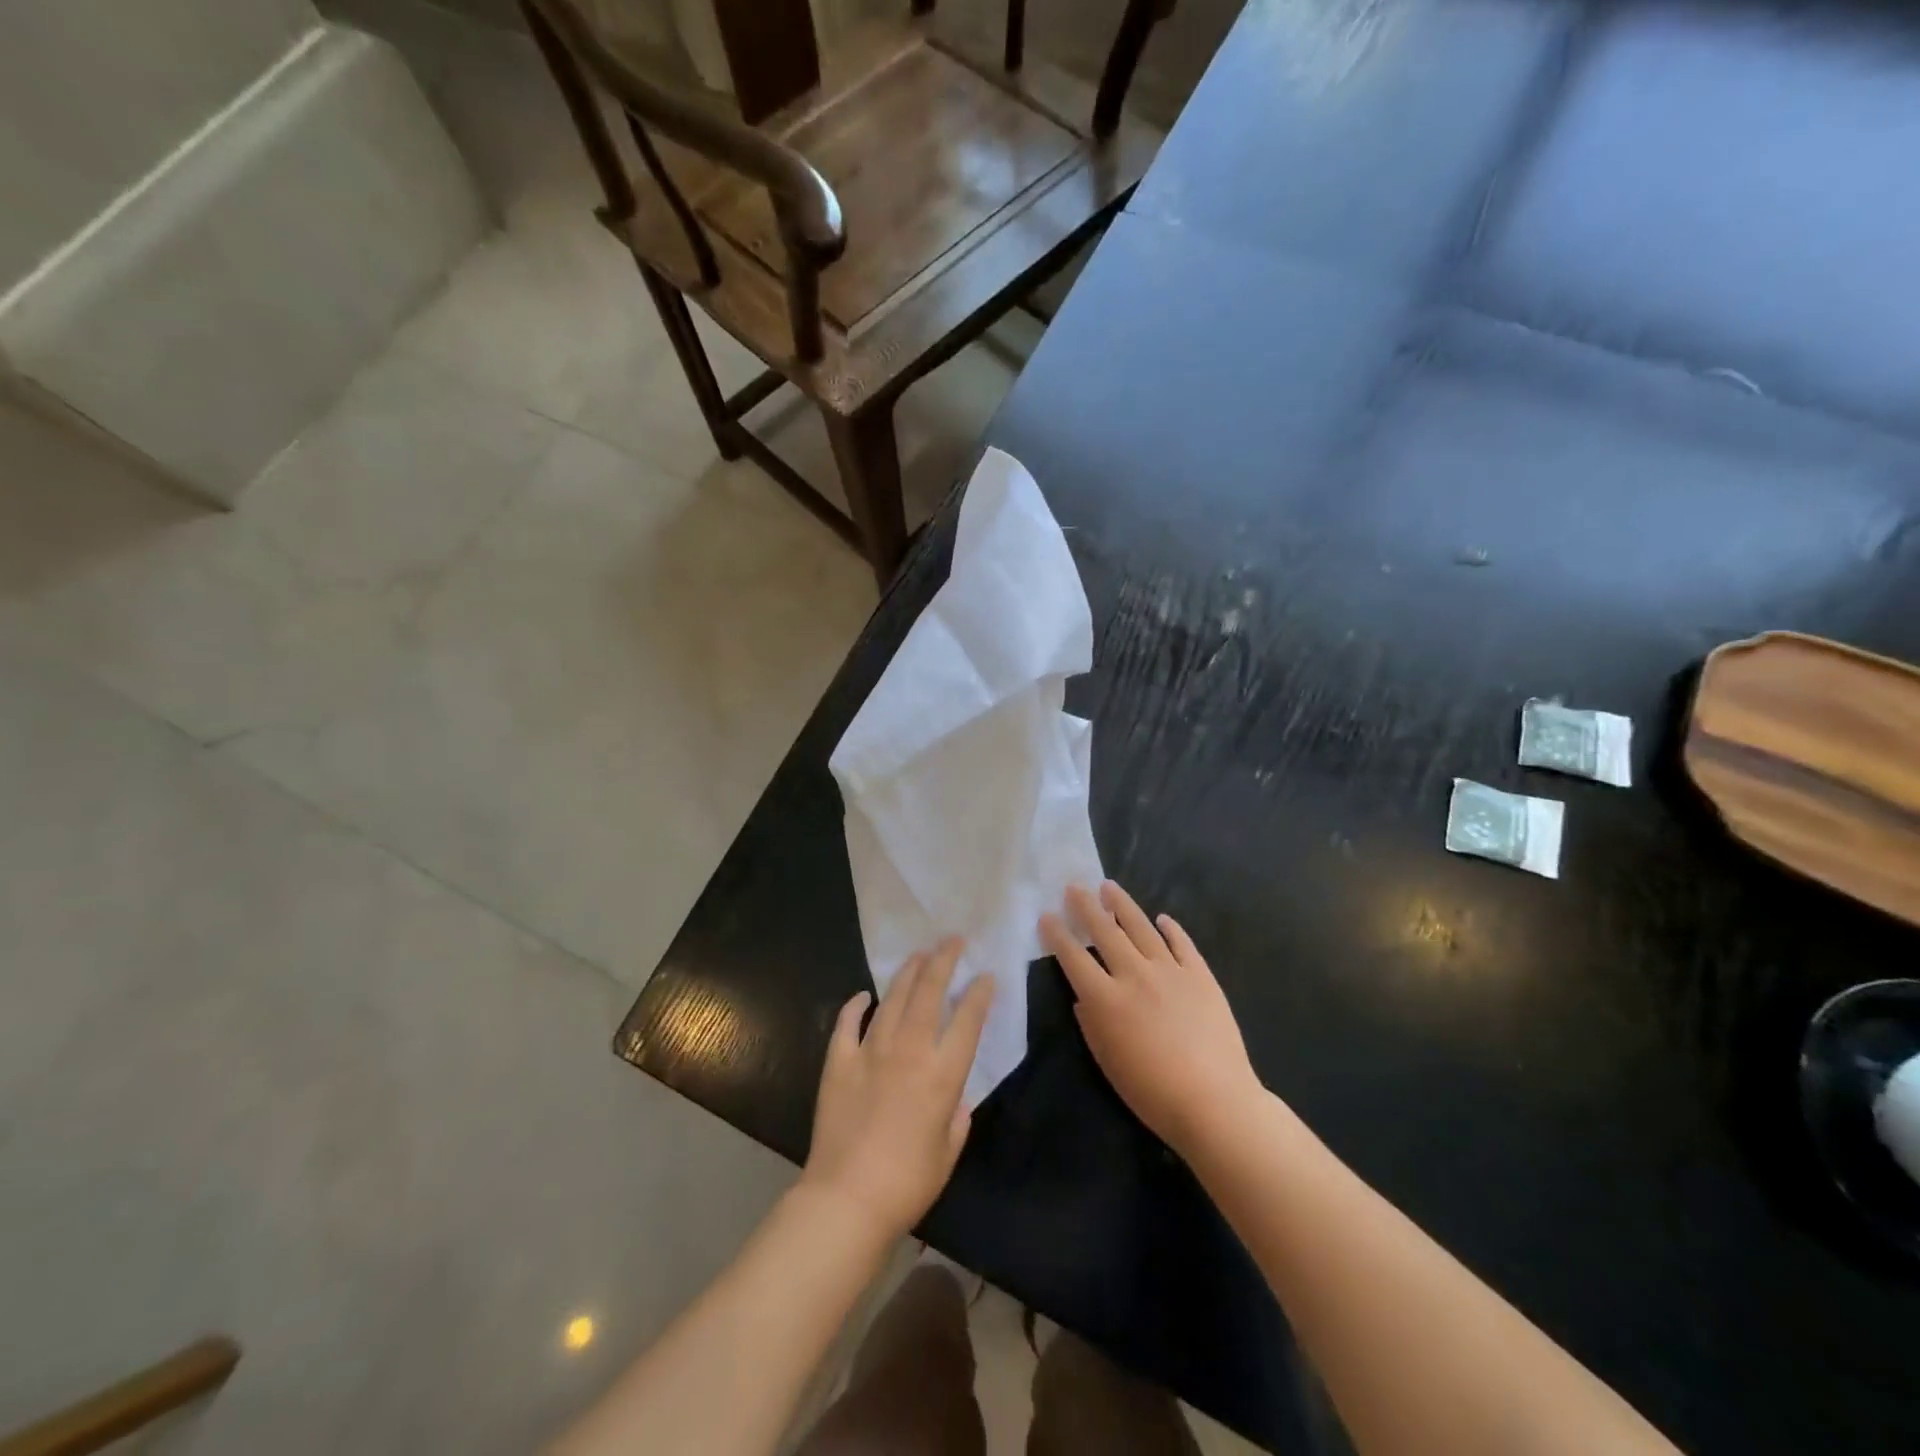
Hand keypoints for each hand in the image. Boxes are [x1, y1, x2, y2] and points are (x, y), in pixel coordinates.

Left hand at [801, 939, 994, 1242]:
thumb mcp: (948, 1152)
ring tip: (919, 955)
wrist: (847, 1198)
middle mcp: (910, 1050)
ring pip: (893, 998)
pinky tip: (864, 995)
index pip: (968, 1019)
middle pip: (929, 992)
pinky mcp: (839, 1061)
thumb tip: (954, 1098)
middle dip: (943, 960)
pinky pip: (848, 1023)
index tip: (985, 975)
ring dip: (908, 973)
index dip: (979, 993)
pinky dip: (856, 1005)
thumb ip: (956, 1117)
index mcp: (942, 1073)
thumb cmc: (907, 1183)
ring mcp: (871, 1051)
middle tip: (952, 940)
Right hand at [1041, 882, 1262, 1155]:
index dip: (1057, 935)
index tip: (1046, 916)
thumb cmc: (1152, 1092)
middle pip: (1105, 932)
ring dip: (1122, 906)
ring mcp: (1170, 971)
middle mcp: (1134, 975)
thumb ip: (1091, 1023)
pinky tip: (1162, 918)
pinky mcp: (1200, 975)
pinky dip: (1171, 928)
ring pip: (1141, 928)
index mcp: (1106, 999)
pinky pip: (1182, 944)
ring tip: (1109, 887)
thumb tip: (1085, 996)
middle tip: (1074, 887)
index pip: (1073, 957)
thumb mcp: (1107, 1061)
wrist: (1214, 1101)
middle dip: (1086, 907)